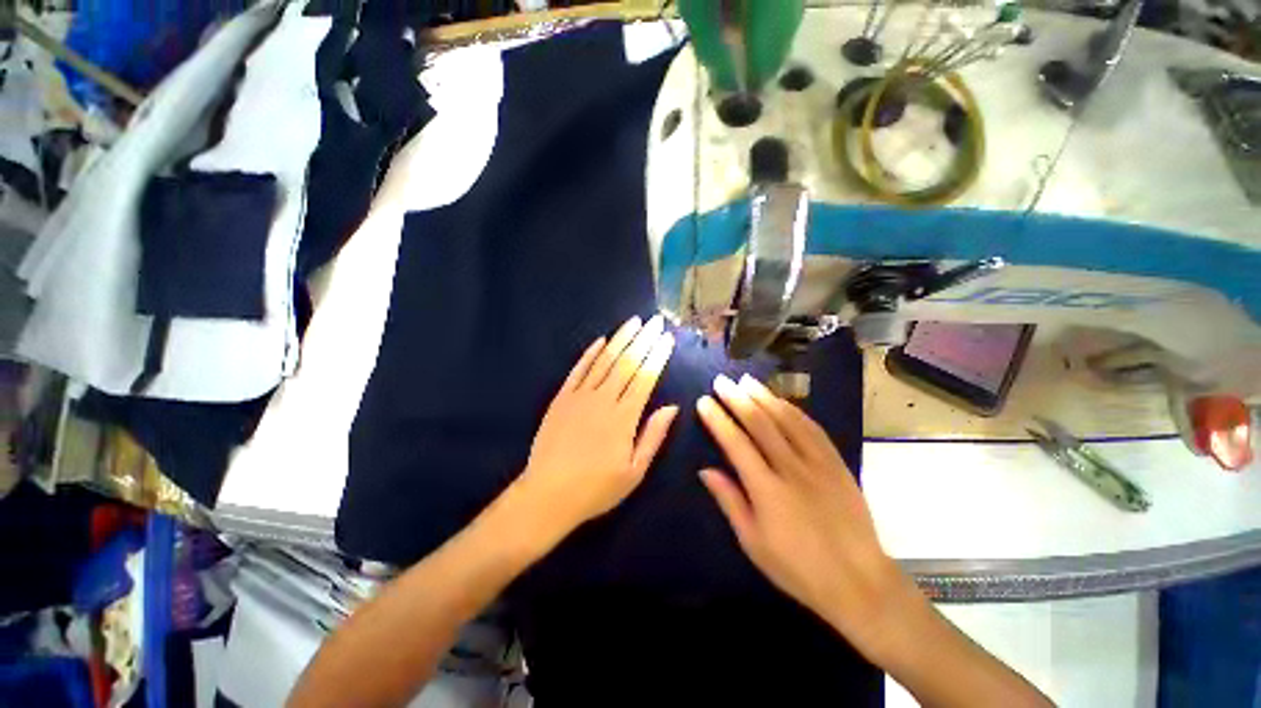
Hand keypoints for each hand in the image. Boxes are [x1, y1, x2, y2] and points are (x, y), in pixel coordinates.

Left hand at [517, 315, 678, 535]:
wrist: (547, 495)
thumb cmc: (596, 489)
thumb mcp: (634, 472)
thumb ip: (653, 436)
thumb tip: (672, 408)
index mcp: (624, 418)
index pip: (645, 378)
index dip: (657, 356)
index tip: (667, 339)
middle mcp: (603, 400)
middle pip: (627, 363)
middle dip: (643, 340)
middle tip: (655, 321)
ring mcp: (579, 396)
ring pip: (604, 361)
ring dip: (620, 339)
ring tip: (634, 322)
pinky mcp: (561, 398)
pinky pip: (578, 370)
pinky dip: (590, 354)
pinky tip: (601, 341)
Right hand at [697, 374, 914, 655]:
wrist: (858, 582)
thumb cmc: (797, 568)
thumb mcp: (753, 542)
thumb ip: (729, 501)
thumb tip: (705, 470)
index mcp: (767, 490)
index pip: (736, 444)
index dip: (718, 420)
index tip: (704, 401)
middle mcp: (791, 469)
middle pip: (760, 424)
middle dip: (738, 399)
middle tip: (722, 381)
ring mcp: (818, 463)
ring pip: (788, 420)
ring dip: (765, 397)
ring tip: (747, 381)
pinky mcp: (837, 464)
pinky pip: (814, 429)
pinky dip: (795, 411)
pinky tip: (782, 401)